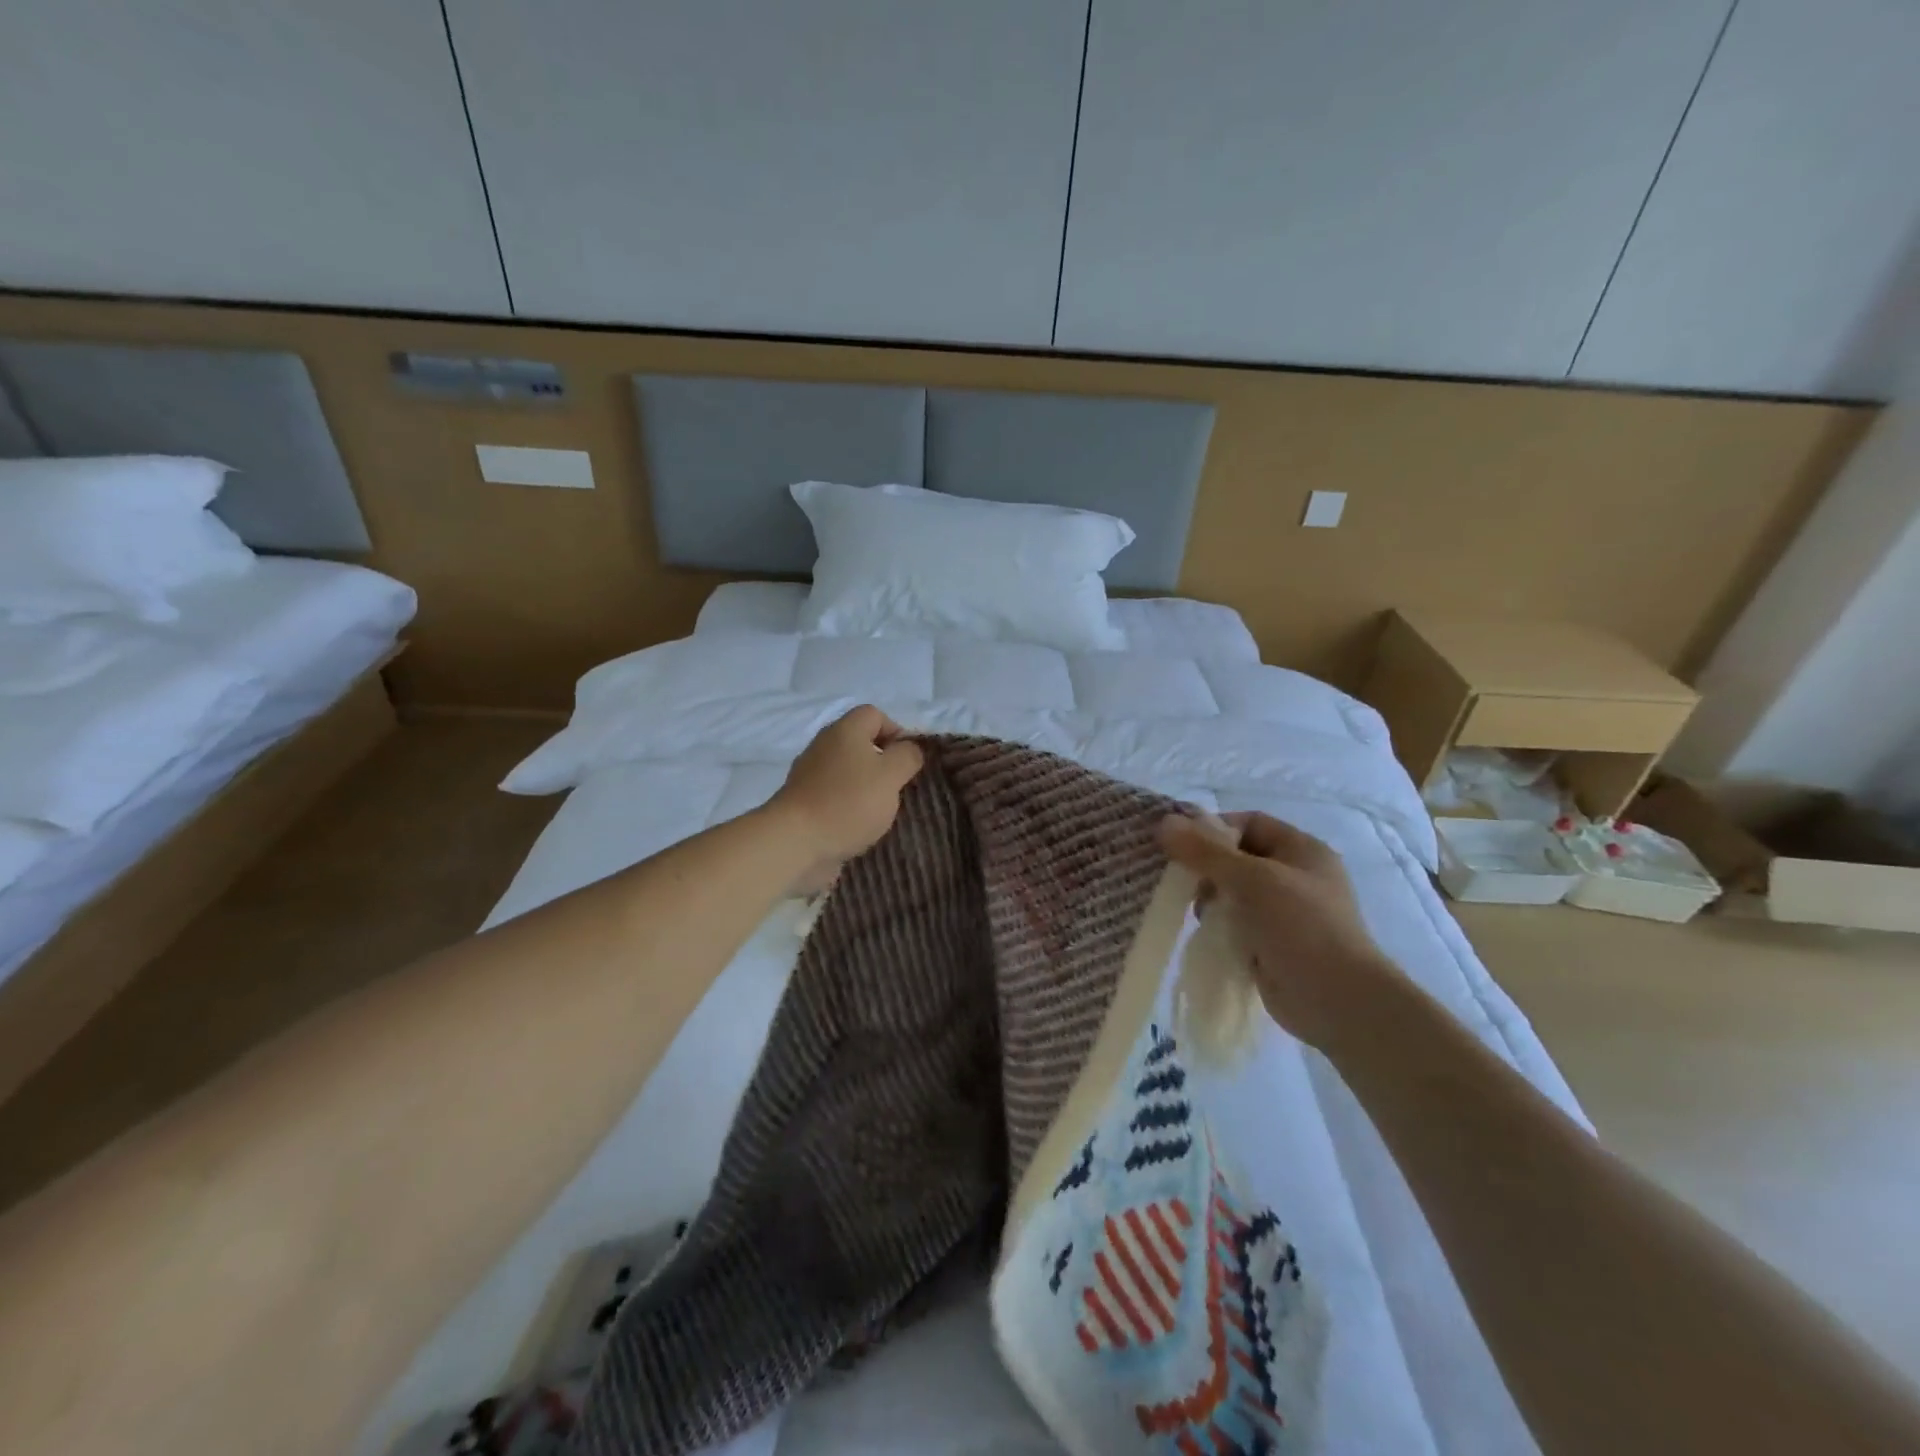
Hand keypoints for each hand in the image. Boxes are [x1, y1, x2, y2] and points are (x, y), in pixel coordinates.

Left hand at [768, 705, 924, 894]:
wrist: (795, 841)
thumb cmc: (849, 802)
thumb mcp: (891, 776)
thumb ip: (907, 756)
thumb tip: (910, 748)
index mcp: (845, 730)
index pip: (874, 714)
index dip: (896, 731)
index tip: (908, 760)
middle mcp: (824, 745)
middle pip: (860, 742)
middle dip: (883, 762)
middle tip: (897, 786)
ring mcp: (809, 773)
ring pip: (847, 770)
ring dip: (866, 786)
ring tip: (881, 810)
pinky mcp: (803, 801)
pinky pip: (834, 794)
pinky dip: (848, 805)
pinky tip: (859, 825)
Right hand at [1158, 810, 1402, 1053]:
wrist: (1338, 1002)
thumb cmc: (1301, 927)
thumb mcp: (1251, 879)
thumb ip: (1206, 851)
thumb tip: (1163, 822)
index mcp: (1301, 850)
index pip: (1249, 823)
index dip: (1214, 829)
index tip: (1181, 845)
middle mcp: (1295, 877)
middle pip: (1238, 858)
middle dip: (1207, 869)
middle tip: (1184, 884)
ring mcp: (1286, 913)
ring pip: (1234, 893)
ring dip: (1212, 900)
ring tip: (1200, 914)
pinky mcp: (1273, 945)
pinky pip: (1237, 925)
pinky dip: (1220, 927)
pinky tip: (1207, 935)